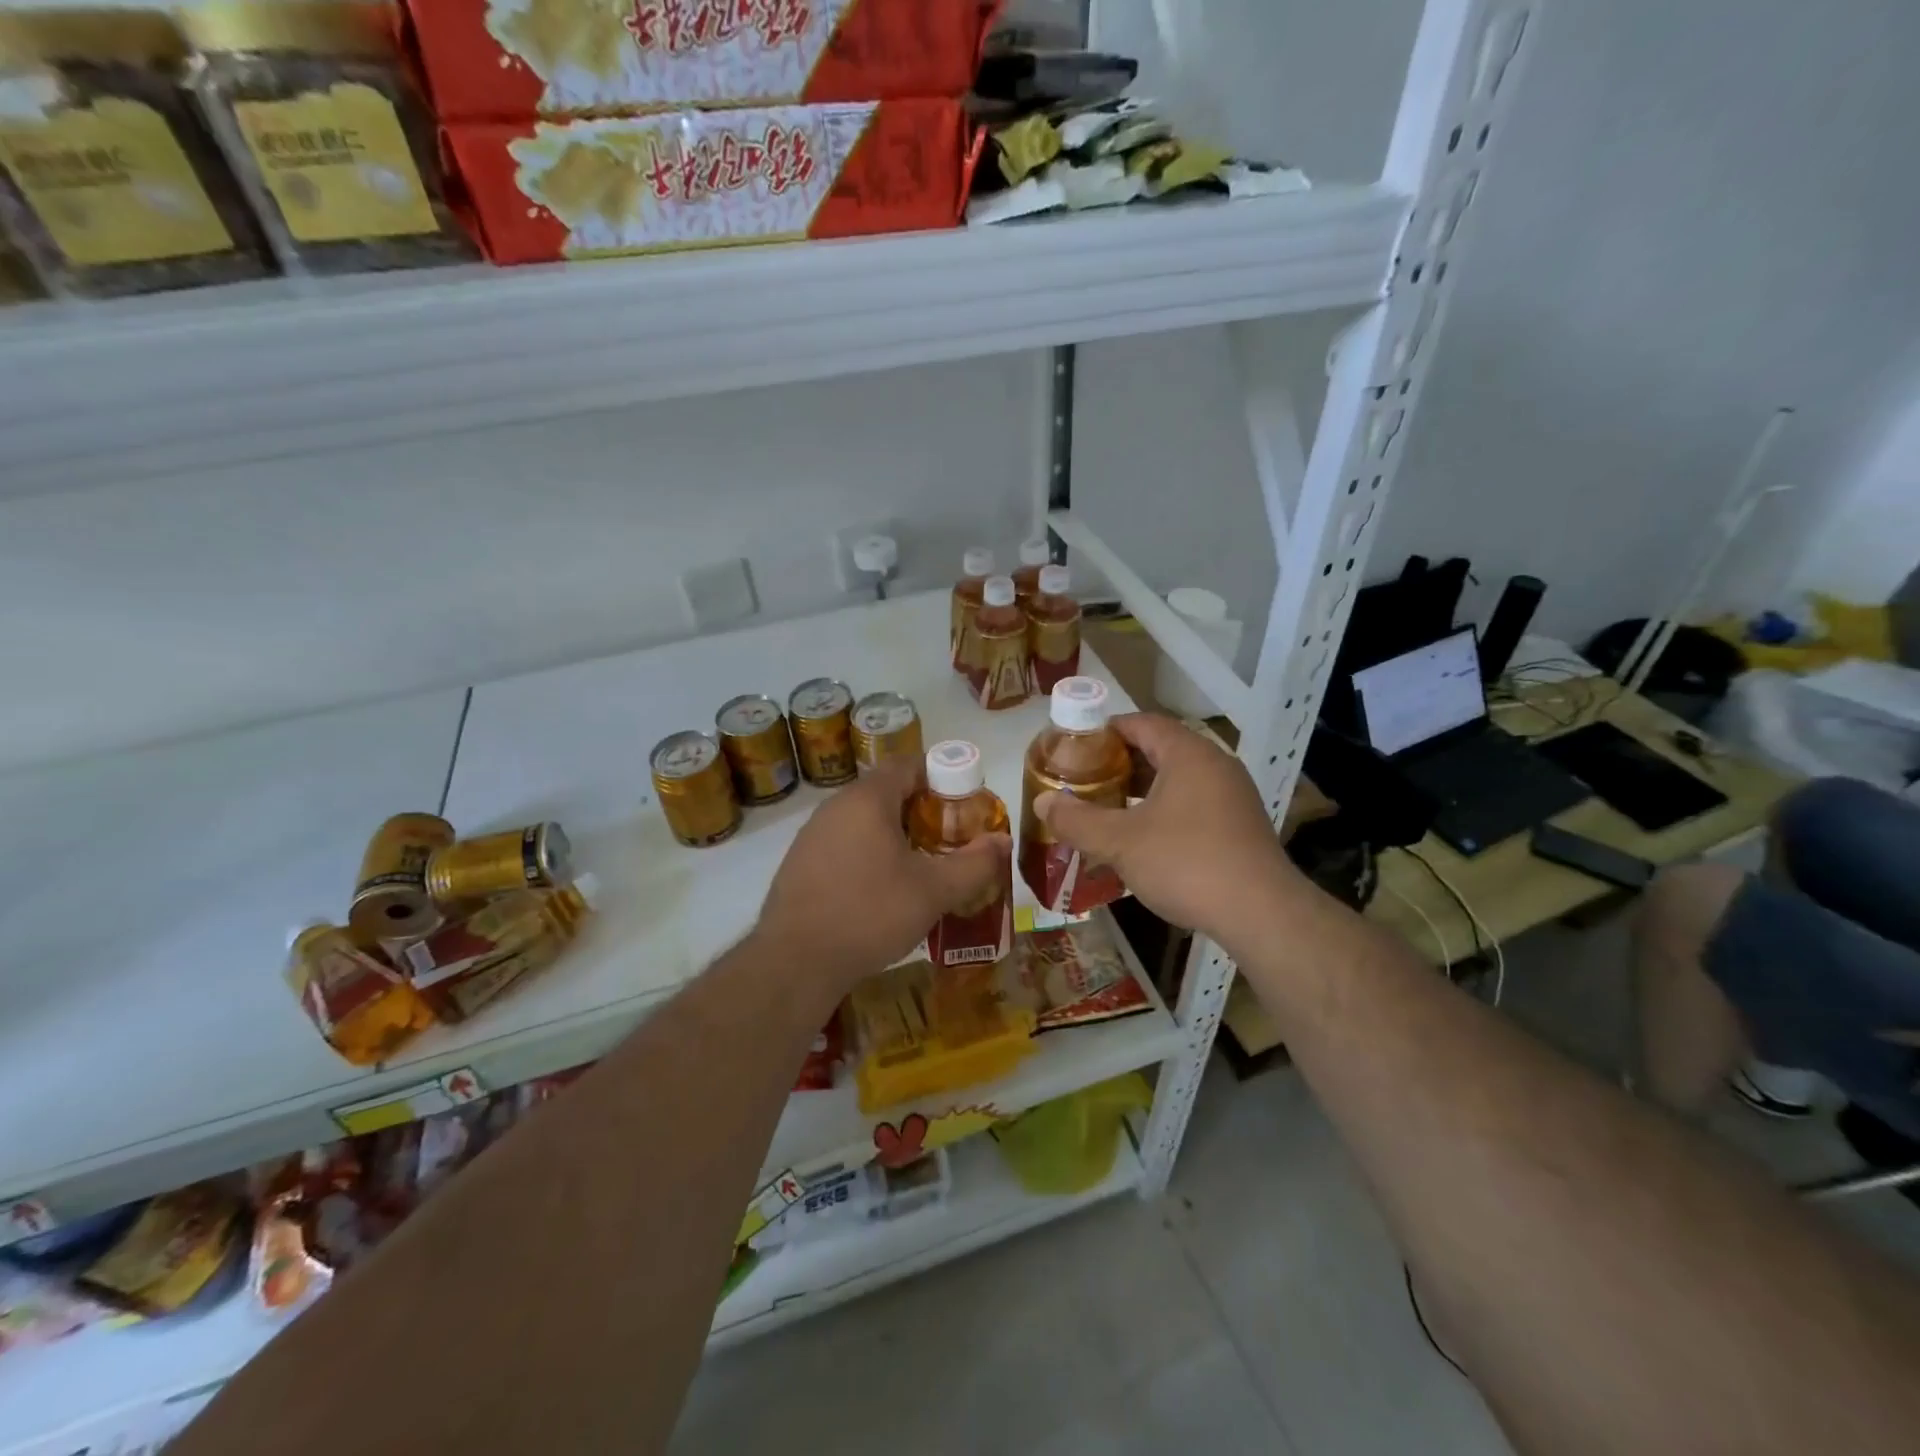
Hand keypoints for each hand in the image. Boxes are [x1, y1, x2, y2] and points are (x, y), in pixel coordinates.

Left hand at [753, 755, 1009, 991]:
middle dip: (922, 809)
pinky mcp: (800, 863)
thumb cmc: (870, 913)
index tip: (965, 802)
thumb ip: (974, 863)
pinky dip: (869, 853)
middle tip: (950, 837)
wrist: (795, 962)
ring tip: (922, 865)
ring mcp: (812, 835)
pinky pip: (844, 844)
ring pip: (864, 820)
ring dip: (895, 833)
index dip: (942, 776)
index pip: (908, 764)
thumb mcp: (934, 891)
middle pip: (887, 791)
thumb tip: (1003, 841)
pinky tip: (882, 889)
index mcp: (867, 799)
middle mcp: (835, 806)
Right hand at [1034, 713, 1301, 944]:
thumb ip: (1077, 820)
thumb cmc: (1186, 863)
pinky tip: (1144, 839)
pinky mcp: (1241, 826)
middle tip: (1086, 781)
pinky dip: (1165, 811)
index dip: (1107, 730)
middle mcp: (1216, 765)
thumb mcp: (1120, 842)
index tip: (1077, 747)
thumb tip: (1042, 803)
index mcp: (1188, 754)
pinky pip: (1194, 804)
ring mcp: (1233, 796)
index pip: (1143, 723)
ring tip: (1108, 809)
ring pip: (1179, 780)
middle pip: (1161, 749)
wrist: (1261, 914)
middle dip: (1121, 763)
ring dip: (1143, 790)